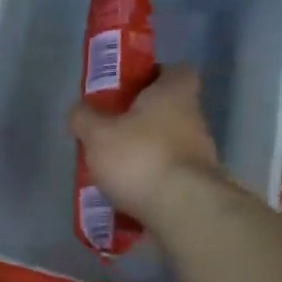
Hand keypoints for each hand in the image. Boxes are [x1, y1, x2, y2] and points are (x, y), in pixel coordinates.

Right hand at [70, 65, 222, 224]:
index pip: (175, 71)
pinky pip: (168, 177)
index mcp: (174, 93)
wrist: (184, 210)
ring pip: (167, 145)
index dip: (152, 76)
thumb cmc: (139, 157)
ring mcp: (201, 155)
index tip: (127, 89)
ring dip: (144, 154)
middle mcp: (194, 119)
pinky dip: (150, 183)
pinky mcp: (198, 186)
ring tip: (112, 171)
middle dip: (141, 121)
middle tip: (109, 133)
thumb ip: (84, 118)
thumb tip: (80, 110)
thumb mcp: (97, 134)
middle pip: (168, 111)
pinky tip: (126, 197)